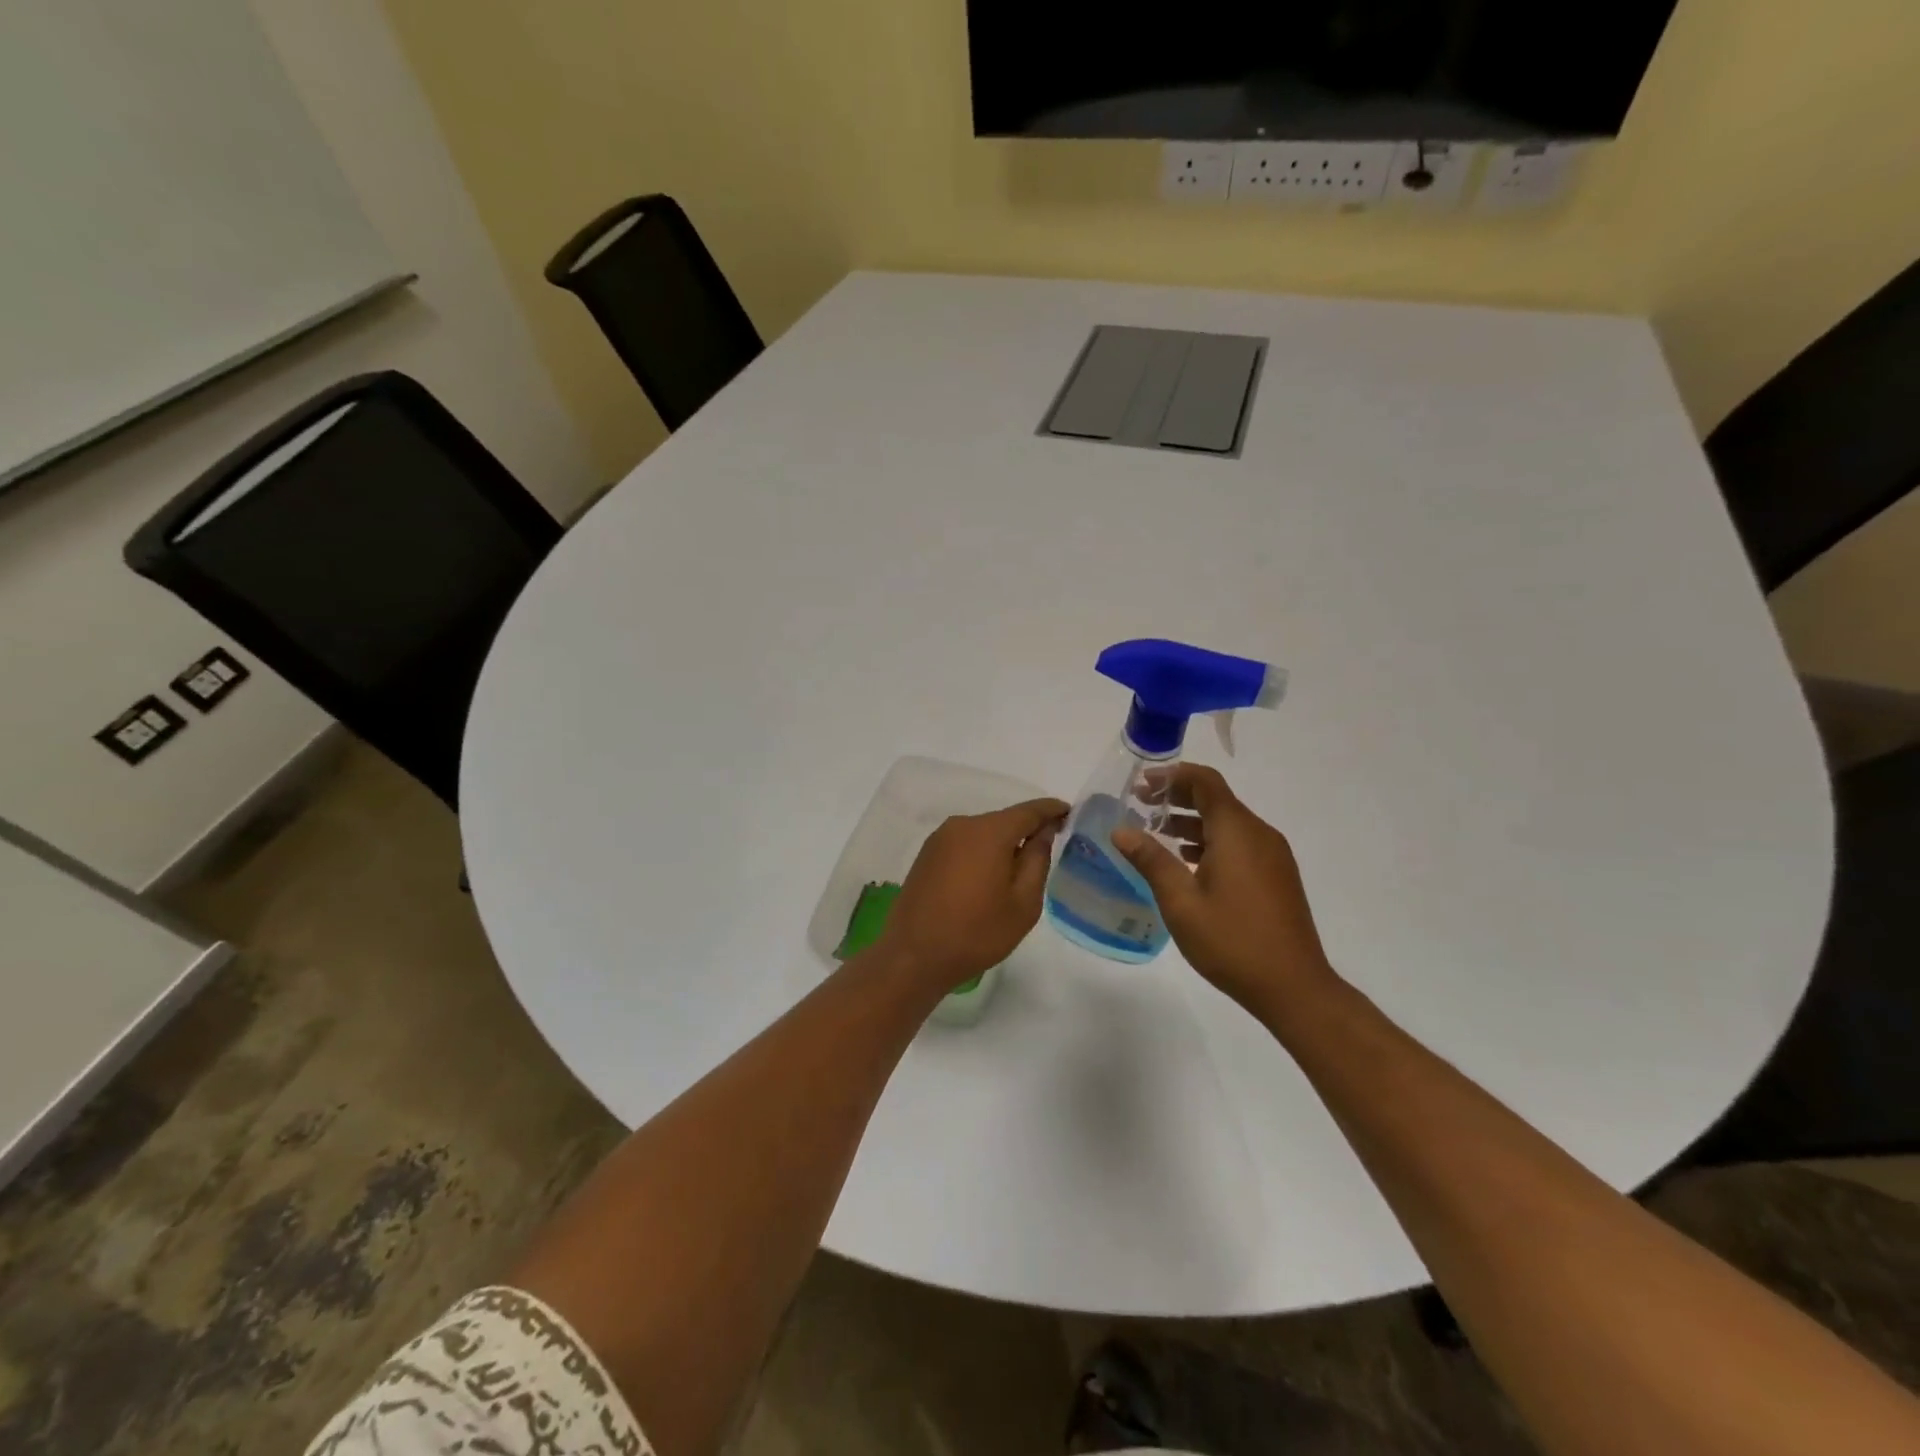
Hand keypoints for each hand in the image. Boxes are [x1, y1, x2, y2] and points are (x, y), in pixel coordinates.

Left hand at [876, 798, 1069, 994]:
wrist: (914, 956)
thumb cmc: (977, 932)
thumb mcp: (1023, 903)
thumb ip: (1037, 860)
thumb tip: (1043, 832)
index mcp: (989, 832)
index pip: (1029, 811)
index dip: (1051, 810)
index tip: (1069, 813)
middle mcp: (962, 825)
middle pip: (1004, 820)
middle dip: (1026, 831)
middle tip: (1048, 850)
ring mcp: (940, 838)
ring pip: (983, 833)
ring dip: (1002, 845)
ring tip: (1017, 872)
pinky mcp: (927, 854)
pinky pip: (965, 844)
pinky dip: (981, 853)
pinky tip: (987, 879)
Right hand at [1111, 765, 1334, 1019]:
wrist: (1294, 987)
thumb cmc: (1232, 941)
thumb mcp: (1181, 902)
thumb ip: (1151, 860)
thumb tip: (1121, 830)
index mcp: (1237, 832)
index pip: (1205, 782)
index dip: (1172, 775)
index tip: (1141, 782)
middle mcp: (1259, 834)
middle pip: (1216, 800)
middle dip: (1177, 797)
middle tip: (1140, 805)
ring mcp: (1272, 856)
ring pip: (1228, 823)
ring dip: (1192, 822)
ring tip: (1155, 833)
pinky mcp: (1276, 876)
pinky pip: (1240, 843)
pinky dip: (1210, 841)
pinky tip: (1187, 862)